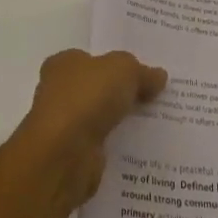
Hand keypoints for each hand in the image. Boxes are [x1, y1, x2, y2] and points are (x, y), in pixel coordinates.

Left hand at [14, 49, 167, 210]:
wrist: (64, 156)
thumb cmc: (87, 98)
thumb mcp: (123, 70)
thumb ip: (142, 72)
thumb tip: (159, 76)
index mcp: (64, 64)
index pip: (91, 59)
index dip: (115, 64)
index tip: (142, 72)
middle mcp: (59, 93)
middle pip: (97, 89)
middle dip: (121, 93)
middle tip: (156, 96)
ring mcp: (65, 127)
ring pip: (100, 119)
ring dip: (121, 122)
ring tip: (157, 122)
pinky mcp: (73, 157)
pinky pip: (103, 146)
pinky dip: (118, 147)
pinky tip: (143, 147)